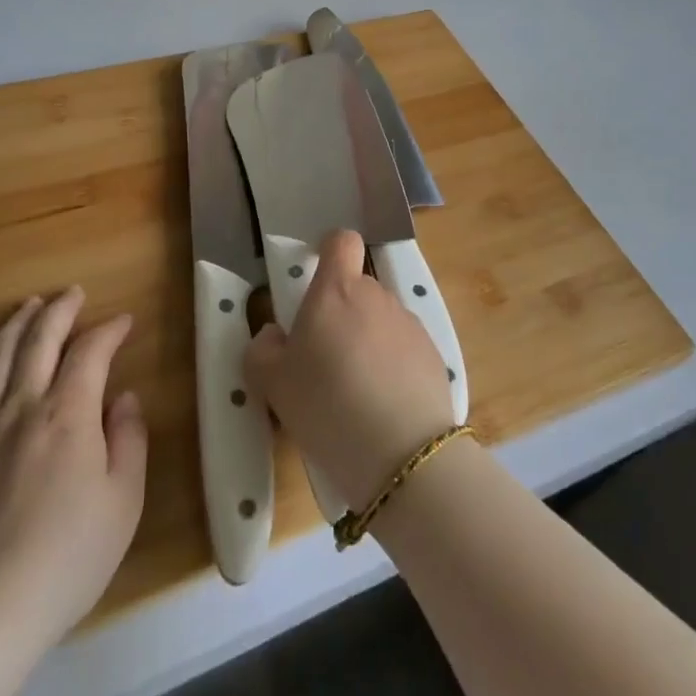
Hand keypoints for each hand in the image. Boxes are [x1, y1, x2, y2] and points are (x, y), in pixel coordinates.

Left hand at [0, 287, 147, 659]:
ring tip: (30, 305)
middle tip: (73, 293)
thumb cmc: (66, 560)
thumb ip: (129, 441)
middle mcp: (22, 406)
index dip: (109, 330)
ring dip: (16, 323)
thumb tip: (125, 398)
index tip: (124, 321)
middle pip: (40, 340)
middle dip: (60, 309)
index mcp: (69, 414)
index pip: (91, 352)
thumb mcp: (123, 503)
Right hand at [244, 230, 454, 510]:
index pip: (340, 241)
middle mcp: (376, 296)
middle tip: (323, 358)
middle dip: (341, 313)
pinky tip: (383, 407)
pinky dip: (391, 366)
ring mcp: (409, 324)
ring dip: (366, 341)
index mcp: (336, 290)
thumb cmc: (327, 406)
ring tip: (354, 392)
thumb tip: (274, 335)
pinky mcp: (433, 355)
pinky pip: (403, 349)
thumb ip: (263, 349)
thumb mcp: (272, 384)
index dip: (328, 251)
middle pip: (357, 288)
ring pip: (380, 320)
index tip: (316, 278)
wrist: (403, 454)